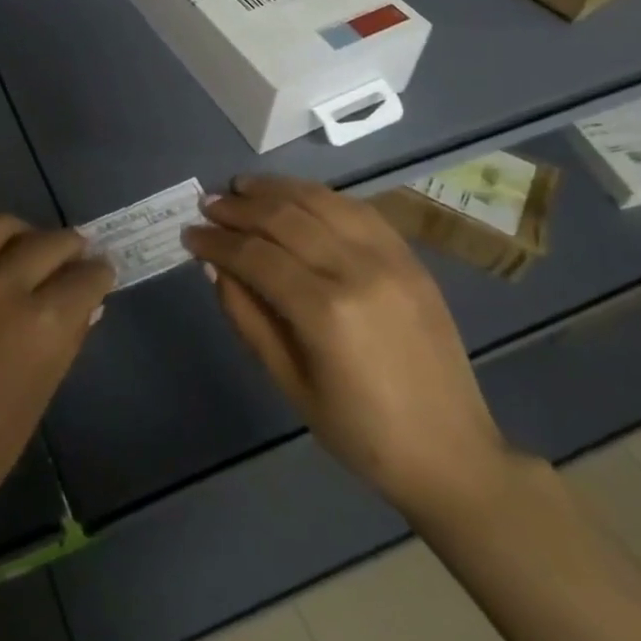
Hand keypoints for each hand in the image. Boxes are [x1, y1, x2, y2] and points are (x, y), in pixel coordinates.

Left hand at [0, 212, 113, 547]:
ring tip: (21, 243)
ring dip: (20, 230)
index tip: (98, 275)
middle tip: (69, 256)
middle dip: (70, 247)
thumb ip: (64, 344)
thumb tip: (85, 306)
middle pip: (48, 242)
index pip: (86, 278)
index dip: (98, 275)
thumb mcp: (35, 402)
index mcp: (40, 327)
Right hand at [184, 175, 511, 518]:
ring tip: (242, 187)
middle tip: (207, 205)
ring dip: (275, 189)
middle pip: (284, 218)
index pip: (255, 255)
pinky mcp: (410, 258)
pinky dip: (318, 195)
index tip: (189, 234)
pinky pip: (356, 209)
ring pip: (320, 201)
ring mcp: (389, 258)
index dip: (216, 241)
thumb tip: (215, 267)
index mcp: (325, 312)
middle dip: (238, 208)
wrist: (452, 453)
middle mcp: (357, 271)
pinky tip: (294, 196)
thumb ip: (247, 317)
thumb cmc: (361, 432)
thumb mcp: (289, 383)